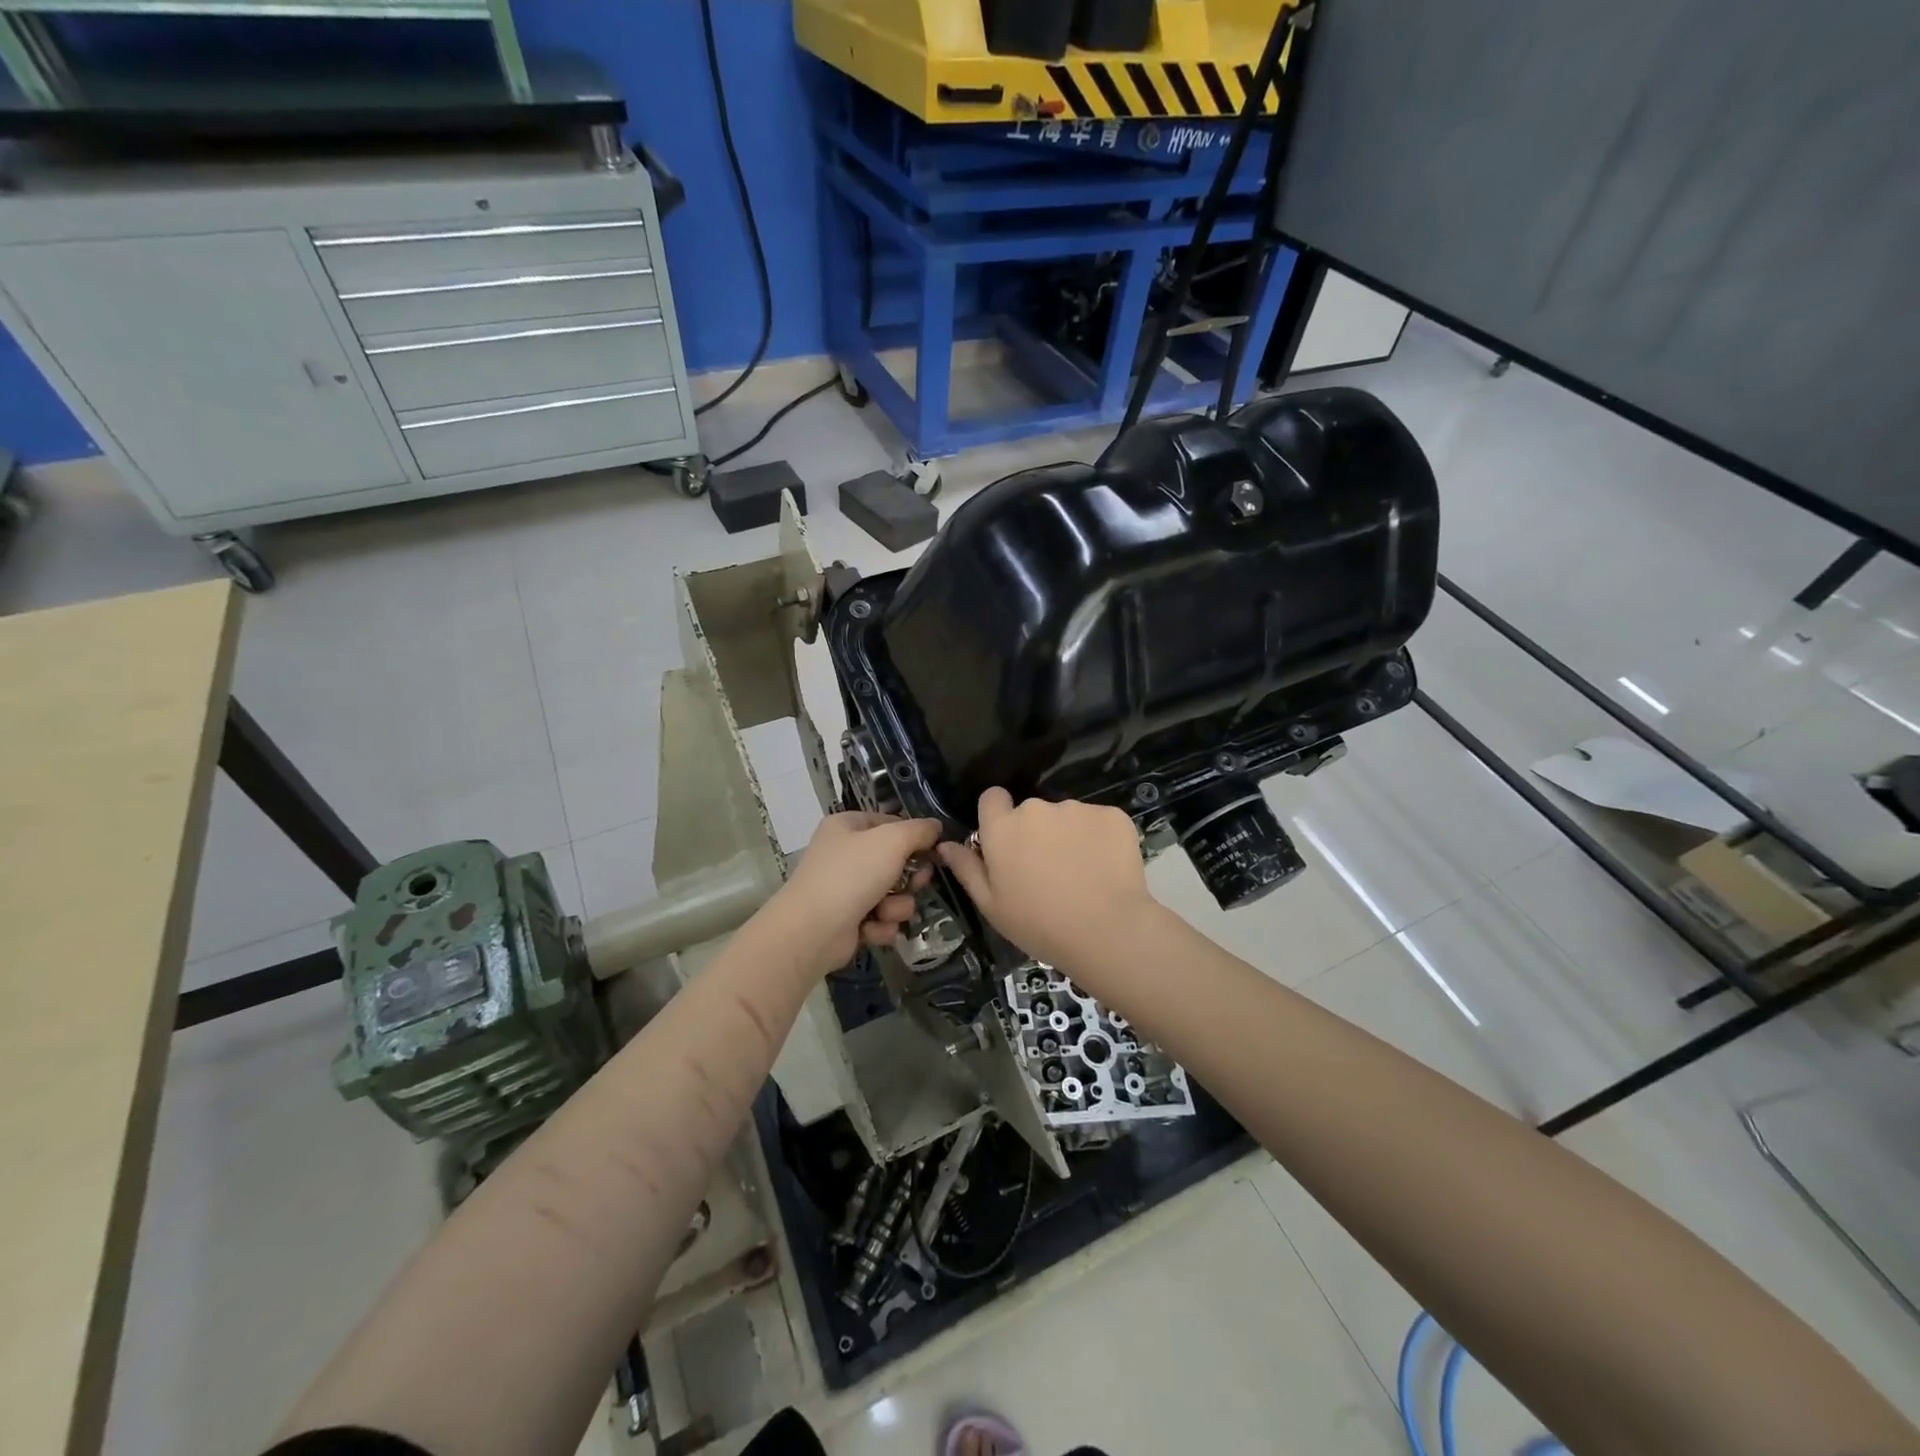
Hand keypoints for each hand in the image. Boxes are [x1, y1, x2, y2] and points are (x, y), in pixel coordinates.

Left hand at [767, 812, 941, 976]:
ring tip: (885, 912)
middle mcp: (844, 854)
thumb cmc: (852, 874)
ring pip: (892, 895)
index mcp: (847, 826)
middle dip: (910, 878)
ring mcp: (844, 889)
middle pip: (895, 862)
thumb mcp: (892, 841)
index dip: (914, 837)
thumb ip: (919, 830)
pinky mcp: (847, 921)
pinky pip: (880, 919)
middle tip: (916, 884)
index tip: (934, 850)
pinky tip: (872, 929)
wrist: (813, 930)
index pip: (890, 823)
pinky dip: (881, 925)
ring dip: (896, 906)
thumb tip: (936, 827)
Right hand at [936, 788, 1156, 970]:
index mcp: (1003, 827)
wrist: (1106, 931)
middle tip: (1047, 871)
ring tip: (1081, 874)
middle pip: (1031, 811)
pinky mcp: (1112, 815)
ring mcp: (1077, 808)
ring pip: (1066, 816)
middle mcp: (1037, 808)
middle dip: (1036, 832)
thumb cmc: (1039, 924)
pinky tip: (1105, 869)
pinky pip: (1099, 822)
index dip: (998, 816)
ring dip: (1068, 836)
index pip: (992, 798)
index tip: (1008, 842)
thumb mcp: (992, 905)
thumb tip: (944, 844)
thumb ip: (967, 869)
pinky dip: (1100, 839)